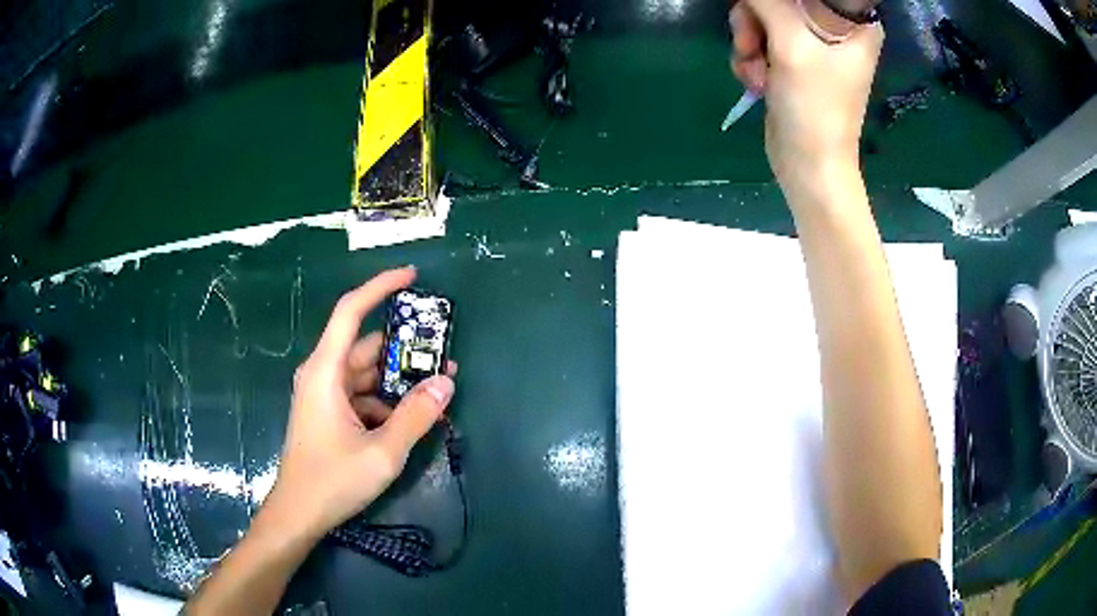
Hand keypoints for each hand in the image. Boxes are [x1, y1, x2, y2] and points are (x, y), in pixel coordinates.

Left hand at [264, 267, 456, 539]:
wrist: (299, 514)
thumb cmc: (332, 480)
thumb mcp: (382, 451)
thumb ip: (416, 415)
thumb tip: (446, 382)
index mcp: (326, 371)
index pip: (351, 311)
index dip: (380, 287)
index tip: (412, 276)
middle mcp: (322, 374)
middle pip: (367, 347)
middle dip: (405, 350)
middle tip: (442, 354)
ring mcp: (325, 395)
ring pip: (367, 374)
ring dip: (399, 380)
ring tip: (436, 390)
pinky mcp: (329, 413)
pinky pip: (362, 395)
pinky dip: (386, 401)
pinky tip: (412, 418)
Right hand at [729, 0, 881, 199]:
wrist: (808, 165)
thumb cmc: (814, 108)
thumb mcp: (791, 46)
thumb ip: (767, 2)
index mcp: (852, 21)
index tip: (767, 13)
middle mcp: (834, 28)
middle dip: (756, 20)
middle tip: (754, 45)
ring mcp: (812, 44)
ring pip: (762, 16)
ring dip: (749, 43)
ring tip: (757, 73)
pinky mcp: (793, 60)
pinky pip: (760, 39)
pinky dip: (751, 59)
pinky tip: (756, 82)